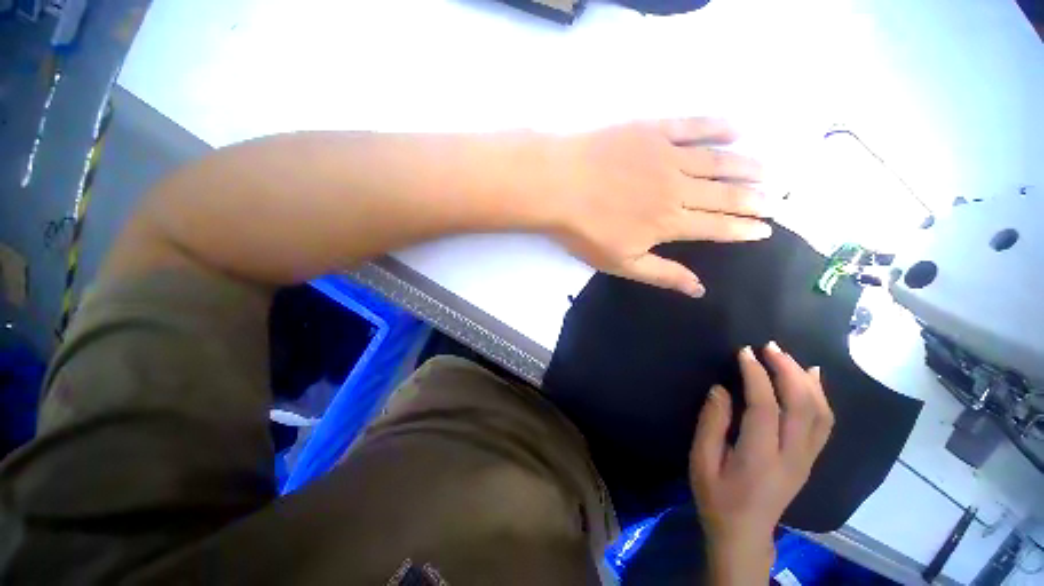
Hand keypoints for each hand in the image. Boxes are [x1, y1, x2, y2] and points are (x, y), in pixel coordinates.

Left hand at [546, 118, 771, 296]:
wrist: (558, 188)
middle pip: (725, 193)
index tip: (766, 228)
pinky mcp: (652, 132)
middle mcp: (678, 188)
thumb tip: (699, 289)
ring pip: (717, 160)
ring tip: (767, 169)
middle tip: (775, 199)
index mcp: (670, 222)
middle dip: (754, 198)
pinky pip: (693, 126)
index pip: (718, 226)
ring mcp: (667, 156)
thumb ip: (662, 273)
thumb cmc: (585, 230)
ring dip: (746, 166)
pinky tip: (737, 127)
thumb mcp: (622, 263)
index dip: (744, 229)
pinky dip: (718, 126)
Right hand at [689, 342, 833, 584]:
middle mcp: (792, 457)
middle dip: (787, 370)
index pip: (766, 408)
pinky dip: (820, 396)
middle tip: (769, 346)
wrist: (744, 534)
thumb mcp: (701, 461)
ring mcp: (807, 459)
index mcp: (760, 458)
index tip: (744, 352)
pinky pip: (823, 423)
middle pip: (802, 406)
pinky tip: (811, 379)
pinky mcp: (810, 460)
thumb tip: (720, 389)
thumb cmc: (716, 497)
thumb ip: (712, 424)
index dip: (756, 376)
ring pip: (820, 413)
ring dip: (806, 380)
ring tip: (788, 356)